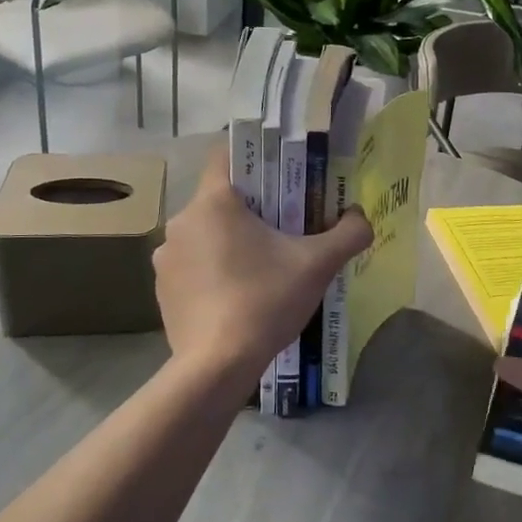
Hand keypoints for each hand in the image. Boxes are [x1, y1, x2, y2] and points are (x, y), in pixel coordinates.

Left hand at [155, 144, 373, 386]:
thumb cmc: (265, 300)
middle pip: (220, 198)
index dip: (255, 161)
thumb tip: (360, 218)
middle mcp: (181, 221)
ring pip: (205, 233)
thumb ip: (348, 233)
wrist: (217, 365)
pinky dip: (212, 270)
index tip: (280, 179)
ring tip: (262, 266)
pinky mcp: (162, 288)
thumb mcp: (317, 265)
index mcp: (213, 202)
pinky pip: (192, 264)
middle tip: (284, 227)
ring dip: (230, 240)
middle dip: (251, 208)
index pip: (225, 155)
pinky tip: (237, 296)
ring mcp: (166, 257)